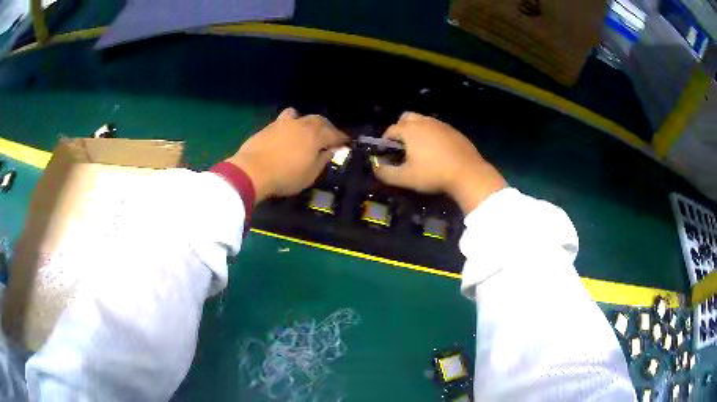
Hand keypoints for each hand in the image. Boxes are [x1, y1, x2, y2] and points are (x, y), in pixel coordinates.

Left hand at [226, 108, 348, 202]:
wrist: (252, 170)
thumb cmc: (285, 176)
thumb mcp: (309, 175)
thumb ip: (322, 161)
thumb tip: (330, 151)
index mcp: (315, 136)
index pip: (334, 134)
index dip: (342, 138)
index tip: (347, 141)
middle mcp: (302, 125)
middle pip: (319, 121)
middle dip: (327, 127)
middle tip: (330, 136)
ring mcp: (284, 123)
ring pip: (300, 115)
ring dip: (307, 121)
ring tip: (307, 130)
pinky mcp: (269, 126)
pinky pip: (285, 120)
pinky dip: (291, 124)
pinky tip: (288, 133)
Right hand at [373, 112, 505, 213]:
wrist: (468, 173)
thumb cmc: (433, 174)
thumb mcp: (406, 178)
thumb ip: (386, 173)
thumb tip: (376, 168)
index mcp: (410, 130)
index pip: (391, 129)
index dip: (386, 140)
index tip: (387, 152)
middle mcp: (424, 122)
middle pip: (406, 117)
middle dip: (401, 129)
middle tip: (403, 146)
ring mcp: (441, 124)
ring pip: (423, 121)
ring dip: (417, 130)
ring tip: (419, 148)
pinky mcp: (454, 131)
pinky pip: (437, 128)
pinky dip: (432, 134)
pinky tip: (437, 150)